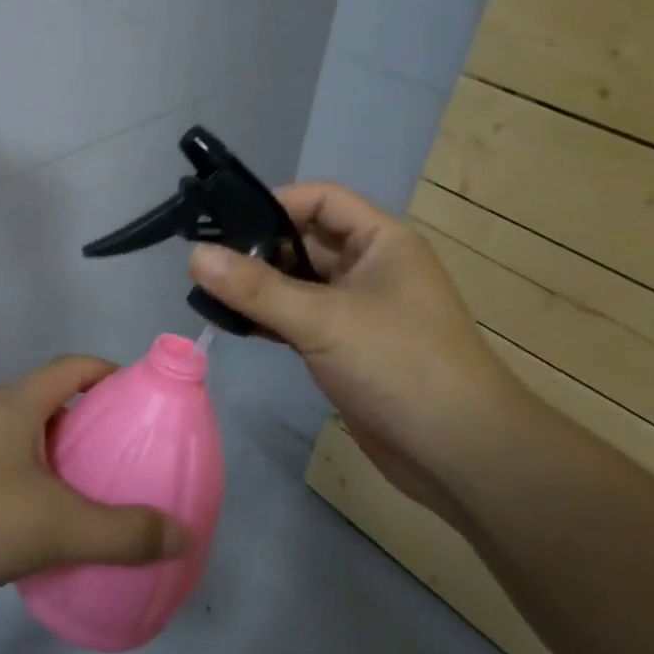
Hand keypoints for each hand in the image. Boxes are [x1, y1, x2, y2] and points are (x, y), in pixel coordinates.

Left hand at [0, 356, 191, 617]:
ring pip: (35, 446)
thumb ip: (122, 532)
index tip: (147, 403)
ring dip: (70, 465)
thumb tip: (182, 533)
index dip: (114, 374)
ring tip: (106, 500)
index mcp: (20, 403)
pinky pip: (14, 479)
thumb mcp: (55, 525)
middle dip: (99, 427)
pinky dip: (42, 495)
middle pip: (59, 405)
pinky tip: (57, 535)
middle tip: (136, 460)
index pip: (76, 366)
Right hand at [188, 183, 529, 524]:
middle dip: (257, 248)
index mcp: (381, 242)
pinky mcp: (346, 347)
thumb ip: (256, 289)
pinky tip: (234, 324)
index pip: (320, 200)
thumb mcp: (324, 320)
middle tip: (204, 262)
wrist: (459, 453)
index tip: (224, 222)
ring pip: (298, 283)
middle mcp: (370, 268)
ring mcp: (358, 309)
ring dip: (259, 287)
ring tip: (207, 292)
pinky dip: (269, 318)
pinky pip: (299, 318)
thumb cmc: (400, 365)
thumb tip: (194, 256)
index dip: (274, 203)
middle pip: (305, 241)